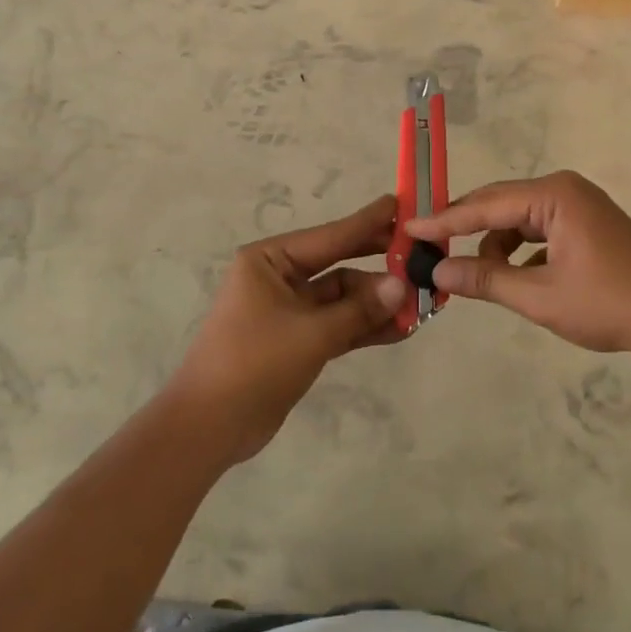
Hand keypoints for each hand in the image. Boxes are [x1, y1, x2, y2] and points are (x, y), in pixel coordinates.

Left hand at [165, 195, 407, 464]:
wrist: (209, 427)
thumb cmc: (254, 363)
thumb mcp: (311, 334)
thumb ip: (359, 310)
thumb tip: (403, 286)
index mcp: (269, 260)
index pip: (330, 235)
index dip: (368, 222)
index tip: (402, 204)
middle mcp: (278, 277)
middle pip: (339, 262)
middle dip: (378, 263)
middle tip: (420, 254)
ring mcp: (288, 310)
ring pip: (342, 298)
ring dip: (377, 303)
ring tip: (421, 303)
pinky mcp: (296, 340)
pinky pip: (338, 324)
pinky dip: (364, 327)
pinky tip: (401, 329)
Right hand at [405, 171, 630, 359]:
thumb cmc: (608, 303)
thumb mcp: (539, 296)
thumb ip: (485, 280)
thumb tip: (438, 273)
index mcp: (553, 195)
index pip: (485, 204)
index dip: (444, 221)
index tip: (409, 230)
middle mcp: (564, 190)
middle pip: (500, 205)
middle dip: (466, 230)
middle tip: (429, 251)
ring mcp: (579, 206)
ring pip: (518, 221)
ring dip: (495, 246)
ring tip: (478, 279)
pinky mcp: (587, 225)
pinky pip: (539, 231)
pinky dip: (520, 252)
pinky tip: (515, 278)